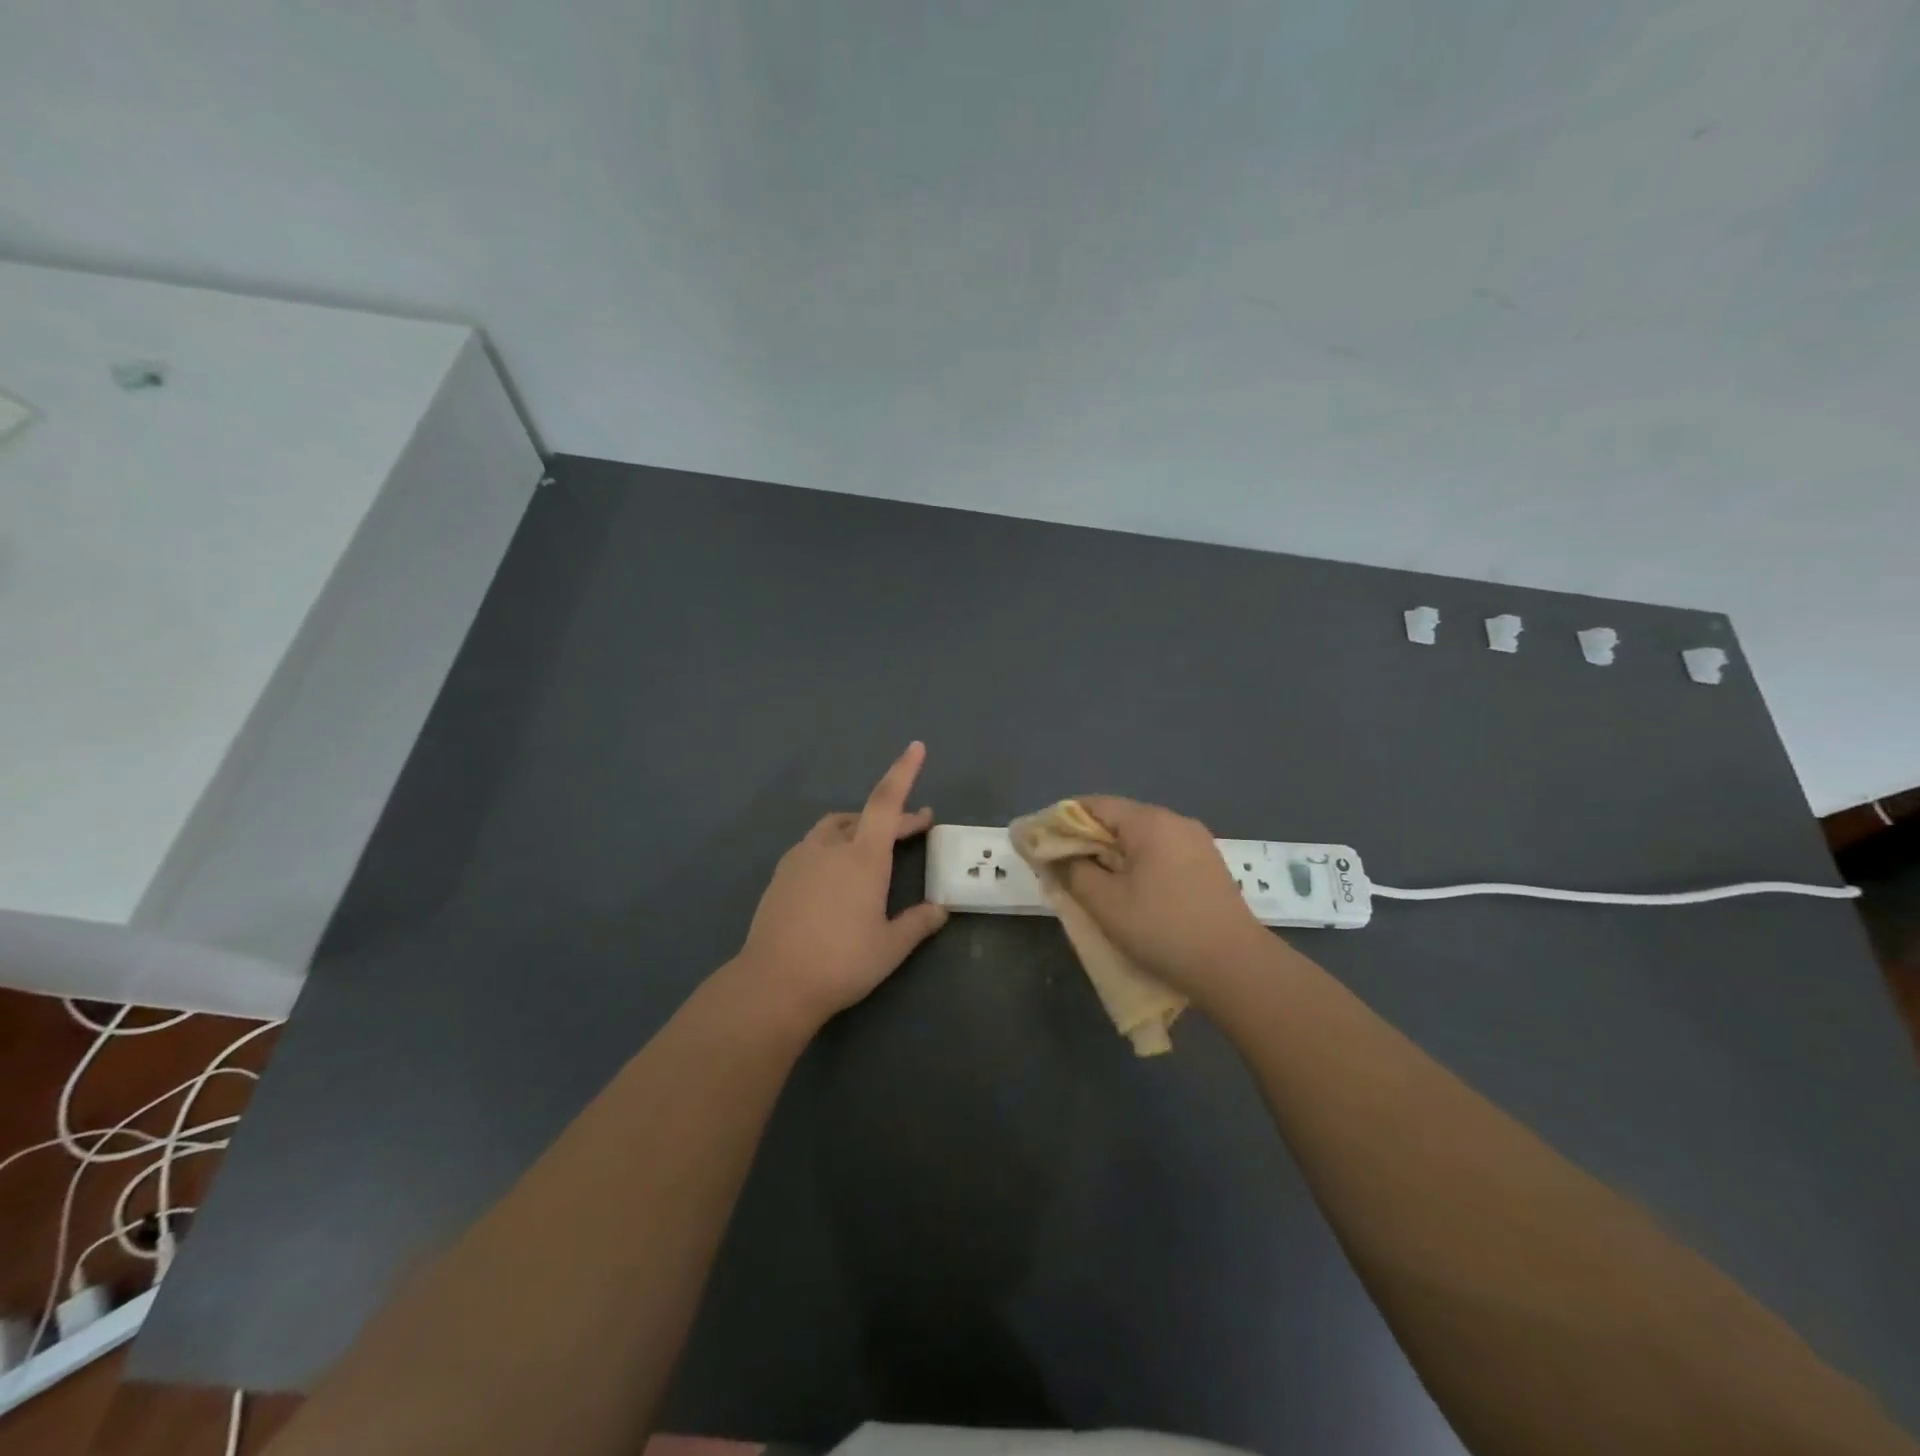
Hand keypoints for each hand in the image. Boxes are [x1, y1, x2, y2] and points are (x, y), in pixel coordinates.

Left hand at [736, 742, 948, 1029]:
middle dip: (893, 818)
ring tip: (873, 849)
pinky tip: (836, 875)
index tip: (916, 747)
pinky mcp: (781, 875)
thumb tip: (940, 910)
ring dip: (858, 829)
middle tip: (915, 829)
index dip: (904, 772)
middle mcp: (830, 848)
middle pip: (864, 816)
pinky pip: (813, 847)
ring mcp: (801, 858)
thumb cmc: (841, 963)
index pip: (886, 802)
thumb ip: (918, 924)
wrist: (773, 983)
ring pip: (834, 828)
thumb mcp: (890, 948)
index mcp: (862, 857)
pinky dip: (833, 847)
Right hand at [1056, 796, 1270, 997]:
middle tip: (1063, 867)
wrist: (1236, 966)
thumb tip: (1055, 856)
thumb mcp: (1106, 904)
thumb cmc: (1163, 929)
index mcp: (1150, 822)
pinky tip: (1131, 891)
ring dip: (1113, 854)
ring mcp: (1198, 843)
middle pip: (1119, 819)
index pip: (1095, 804)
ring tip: (1094, 882)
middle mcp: (1176, 821)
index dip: (1063, 819)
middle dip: (1087, 840)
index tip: (1042, 842)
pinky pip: (1162, 853)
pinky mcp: (1209, 866)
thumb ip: (1074, 872)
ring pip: (1141, 838)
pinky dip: (1139, 864)